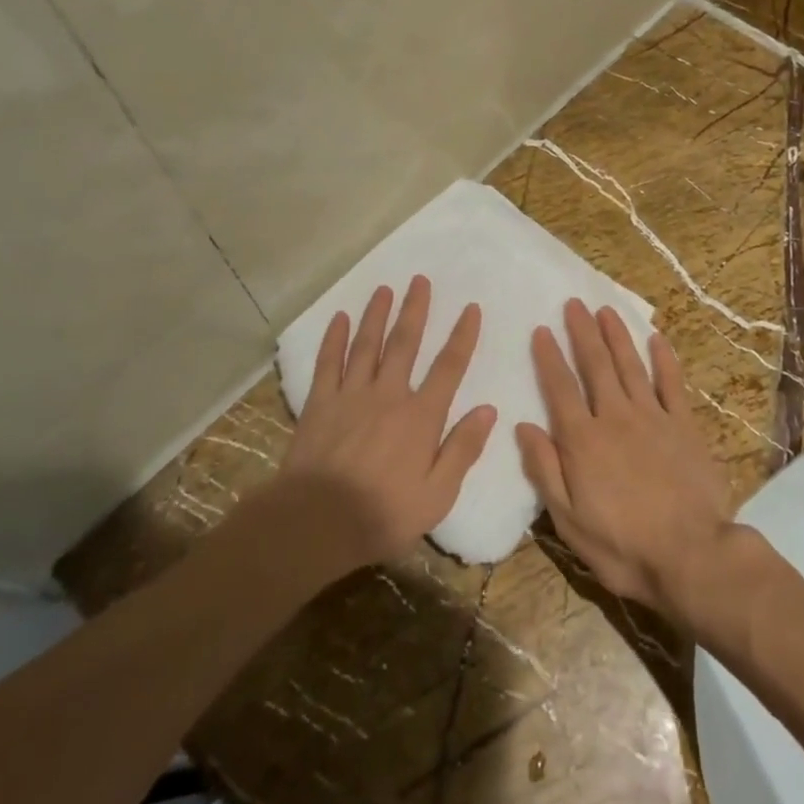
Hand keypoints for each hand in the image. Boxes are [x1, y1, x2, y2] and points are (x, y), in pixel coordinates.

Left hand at [278, 276, 495, 574]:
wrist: (315, 522)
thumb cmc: (383, 514)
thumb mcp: (437, 494)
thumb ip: (462, 449)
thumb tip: (488, 409)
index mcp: (421, 417)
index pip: (448, 367)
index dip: (462, 336)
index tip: (471, 308)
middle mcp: (388, 395)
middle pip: (404, 343)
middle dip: (415, 310)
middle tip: (420, 280)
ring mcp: (350, 396)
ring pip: (367, 345)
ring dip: (377, 315)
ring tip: (385, 289)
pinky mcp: (319, 403)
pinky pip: (328, 363)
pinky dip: (335, 339)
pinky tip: (340, 318)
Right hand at [517, 299, 730, 616]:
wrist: (691, 556)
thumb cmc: (622, 545)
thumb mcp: (568, 520)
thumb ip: (545, 469)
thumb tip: (523, 426)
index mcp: (583, 440)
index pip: (560, 388)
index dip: (549, 358)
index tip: (541, 330)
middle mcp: (615, 418)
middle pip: (595, 366)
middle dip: (582, 333)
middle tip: (573, 303)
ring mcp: (653, 418)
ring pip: (630, 366)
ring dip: (617, 336)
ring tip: (606, 310)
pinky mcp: (684, 426)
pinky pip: (672, 384)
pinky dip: (664, 359)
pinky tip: (656, 339)